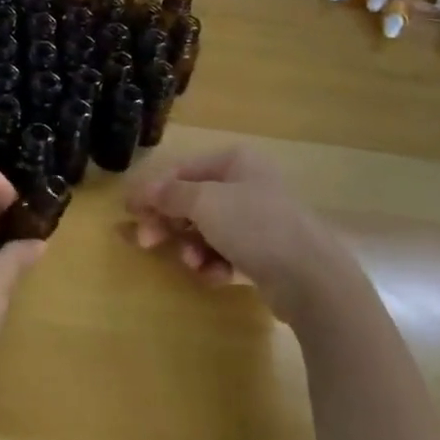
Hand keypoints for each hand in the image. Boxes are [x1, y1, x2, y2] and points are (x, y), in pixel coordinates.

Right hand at [125, 146, 347, 320]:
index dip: (154, 190)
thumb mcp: (204, 202)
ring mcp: (259, 220)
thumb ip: (169, 195)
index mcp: (236, 161)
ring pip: (208, 230)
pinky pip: (227, 253)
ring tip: (193, 264)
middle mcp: (247, 185)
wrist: (311, 277)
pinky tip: (216, 275)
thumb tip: (142, 190)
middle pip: (193, 202)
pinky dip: (215, 264)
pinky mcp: (266, 253)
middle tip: (146, 242)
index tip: (129, 211)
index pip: (183, 171)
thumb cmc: (254, 225)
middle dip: (169, 223)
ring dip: (192, 247)